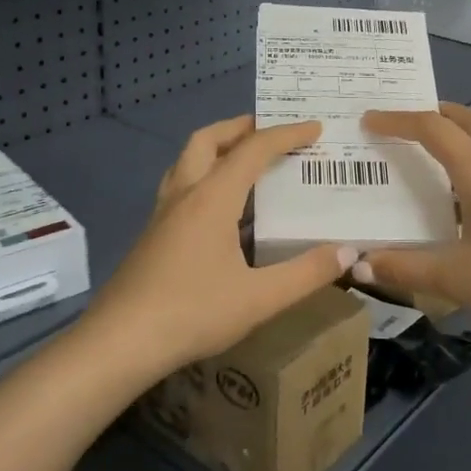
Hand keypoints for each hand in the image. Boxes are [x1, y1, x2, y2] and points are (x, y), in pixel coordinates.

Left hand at [84, 115, 355, 371]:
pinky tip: (218, 209)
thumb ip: (307, 273)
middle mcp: (184, 195)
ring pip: (186, 161)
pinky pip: (180, 187)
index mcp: (212, 199)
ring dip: (215, 148)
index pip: (253, 150)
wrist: (120, 342)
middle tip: (268, 130)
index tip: (314, 128)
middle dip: (239, 127)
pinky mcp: (151, 235)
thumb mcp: (260, 298)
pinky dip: (203, 177)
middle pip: (206, 140)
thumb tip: (349, 252)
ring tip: (243, 160)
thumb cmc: (193, 313)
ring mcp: (162, 214)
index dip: (286, 135)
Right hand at [353, 103, 470, 351]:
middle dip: (439, 113)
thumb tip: (357, 265)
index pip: (434, 130)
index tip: (368, 121)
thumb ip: (404, 268)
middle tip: (408, 120)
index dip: (398, 121)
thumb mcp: (455, 277)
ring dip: (462, 134)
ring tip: (433, 152)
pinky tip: (467, 196)